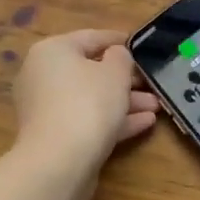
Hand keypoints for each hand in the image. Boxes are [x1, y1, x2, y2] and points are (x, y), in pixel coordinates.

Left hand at [11, 29, 158, 174]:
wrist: (59, 162)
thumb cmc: (88, 103)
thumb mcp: (115, 72)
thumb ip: (121, 57)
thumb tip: (115, 56)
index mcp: (52, 51)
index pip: (89, 37)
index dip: (117, 40)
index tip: (139, 45)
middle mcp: (43, 76)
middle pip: (90, 71)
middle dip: (125, 79)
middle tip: (151, 83)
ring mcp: (47, 109)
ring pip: (91, 99)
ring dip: (124, 102)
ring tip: (156, 107)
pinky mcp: (55, 137)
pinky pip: (87, 120)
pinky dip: (113, 120)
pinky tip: (144, 123)